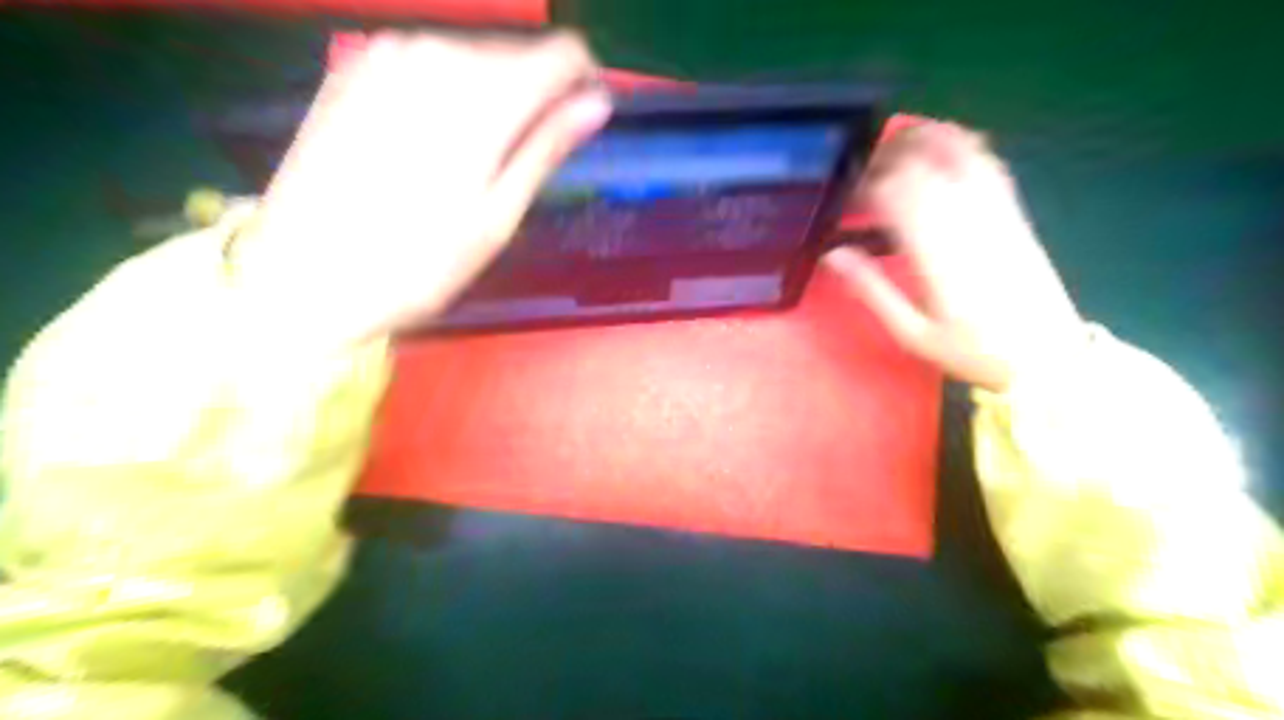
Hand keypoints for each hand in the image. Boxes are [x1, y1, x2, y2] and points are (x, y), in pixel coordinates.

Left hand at [230, 31, 611, 350]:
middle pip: (516, 54)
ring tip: (475, 162)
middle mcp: (436, 54)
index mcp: (482, 96)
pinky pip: (428, 63)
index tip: (581, 121)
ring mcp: (388, 55)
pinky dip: (448, 95)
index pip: (562, 54)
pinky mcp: (355, 66)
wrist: (304, 274)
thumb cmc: (417, 263)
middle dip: (535, 98)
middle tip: (522, 162)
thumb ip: (546, 148)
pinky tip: (433, 145)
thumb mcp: (497, 218)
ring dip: (491, 99)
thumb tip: (595, 103)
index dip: (582, 84)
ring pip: (473, 56)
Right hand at [824, 124, 1081, 393]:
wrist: (1048, 355)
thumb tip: (833, 254)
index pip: (893, 194)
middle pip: (919, 166)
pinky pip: (987, 163)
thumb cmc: (973, 350)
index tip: (845, 204)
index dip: (863, 188)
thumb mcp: (911, 332)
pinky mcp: (1013, 211)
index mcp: (935, 251)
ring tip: (891, 148)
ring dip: (919, 141)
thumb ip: (871, 289)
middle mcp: (965, 220)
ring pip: (955, 153)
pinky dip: (960, 144)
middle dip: (883, 163)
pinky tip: (941, 142)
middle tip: (861, 179)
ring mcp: (995, 210)